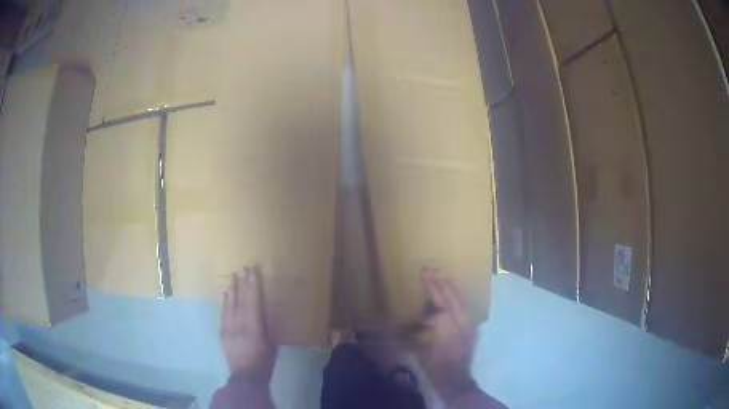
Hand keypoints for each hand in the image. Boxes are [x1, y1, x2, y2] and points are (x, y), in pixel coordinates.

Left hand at [220, 267, 276, 382]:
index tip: (253, 272)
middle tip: (243, 268)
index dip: (253, 287)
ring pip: (230, 305)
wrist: (245, 377)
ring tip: (233, 276)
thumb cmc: (264, 362)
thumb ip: (267, 327)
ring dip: (232, 289)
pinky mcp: (222, 333)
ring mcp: (228, 329)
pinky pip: (223, 314)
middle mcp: (239, 326)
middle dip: (243, 283)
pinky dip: (225, 302)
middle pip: (241, 301)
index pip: (253, 303)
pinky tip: (225, 294)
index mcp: (254, 329)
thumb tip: (264, 311)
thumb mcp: (271, 345)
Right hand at [417, 268, 477, 401]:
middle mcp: (461, 322)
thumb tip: (416, 318)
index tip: (424, 272)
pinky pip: (464, 310)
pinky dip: (456, 302)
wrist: (456, 381)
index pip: (439, 300)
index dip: (431, 285)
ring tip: (441, 280)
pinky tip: (452, 300)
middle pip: (451, 297)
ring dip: (449, 290)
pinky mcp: (471, 331)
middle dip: (439, 283)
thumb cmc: (436, 367)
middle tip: (429, 271)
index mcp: (448, 325)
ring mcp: (468, 326)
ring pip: (459, 302)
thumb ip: (419, 331)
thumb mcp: (422, 349)